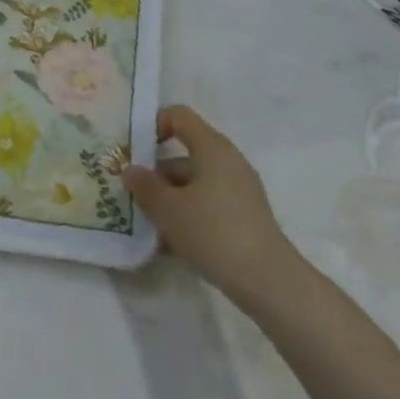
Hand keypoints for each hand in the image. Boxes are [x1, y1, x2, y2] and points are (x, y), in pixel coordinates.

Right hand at [121, 104, 298, 309]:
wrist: (269, 282)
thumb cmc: (213, 232)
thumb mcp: (167, 208)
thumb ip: (144, 185)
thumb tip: (130, 170)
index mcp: (212, 148)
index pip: (179, 116)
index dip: (153, 125)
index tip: (134, 151)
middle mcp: (229, 162)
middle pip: (183, 154)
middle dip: (156, 173)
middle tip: (133, 195)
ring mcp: (239, 191)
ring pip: (194, 183)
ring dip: (169, 199)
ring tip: (149, 225)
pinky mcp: (244, 217)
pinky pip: (207, 204)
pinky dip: (188, 215)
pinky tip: (171, 243)